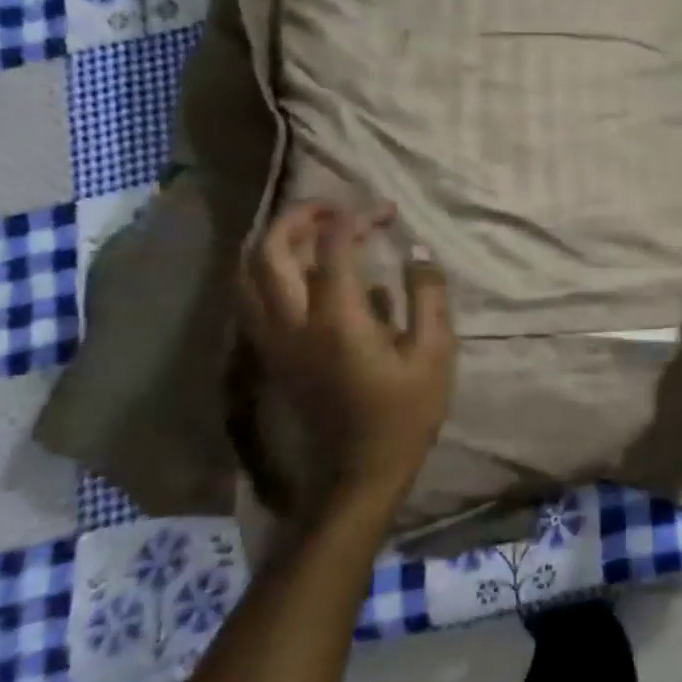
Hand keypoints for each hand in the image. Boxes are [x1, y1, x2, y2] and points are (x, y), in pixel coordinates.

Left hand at [238, 202, 456, 506]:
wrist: (361, 472)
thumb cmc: (406, 413)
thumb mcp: (435, 353)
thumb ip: (428, 295)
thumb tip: (418, 249)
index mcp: (338, 320)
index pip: (333, 248)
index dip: (357, 218)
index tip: (386, 211)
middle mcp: (293, 323)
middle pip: (269, 251)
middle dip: (299, 217)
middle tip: (335, 208)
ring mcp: (273, 341)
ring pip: (247, 274)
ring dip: (274, 241)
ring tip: (311, 232)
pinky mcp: (270, 355)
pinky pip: (251, 298)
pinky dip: (268, 270)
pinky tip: (301, 271)